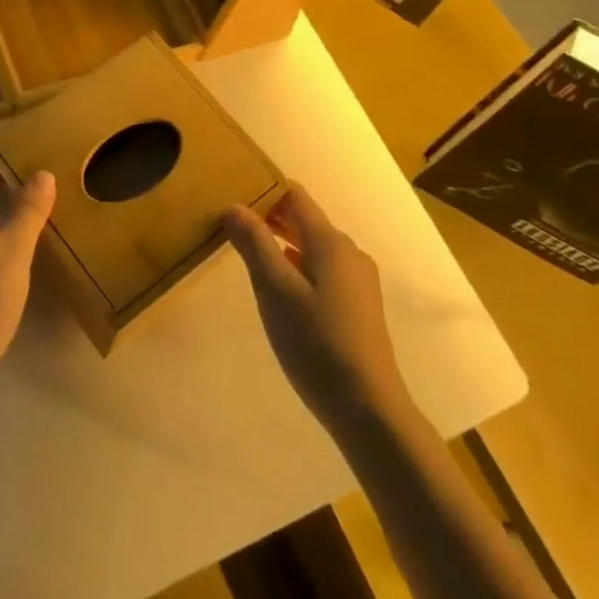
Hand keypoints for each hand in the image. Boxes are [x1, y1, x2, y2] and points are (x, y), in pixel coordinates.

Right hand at [225, 185, 408, 426]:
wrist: (367, 408)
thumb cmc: (316, 343)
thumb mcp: (275, 291)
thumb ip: (254, 245)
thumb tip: (234, 206)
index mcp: (330, 242)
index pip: (295, 196)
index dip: (264, 189)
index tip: (232, 192)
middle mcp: (348, 253)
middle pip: (304, 220)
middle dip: (269, 216)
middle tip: (230, 222)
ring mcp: (357, 280)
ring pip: (312, 247)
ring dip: (281, 243)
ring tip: (247, 251)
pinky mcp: (357, 305)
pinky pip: (321, 269)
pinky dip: (296, 266)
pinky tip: (278, 287)